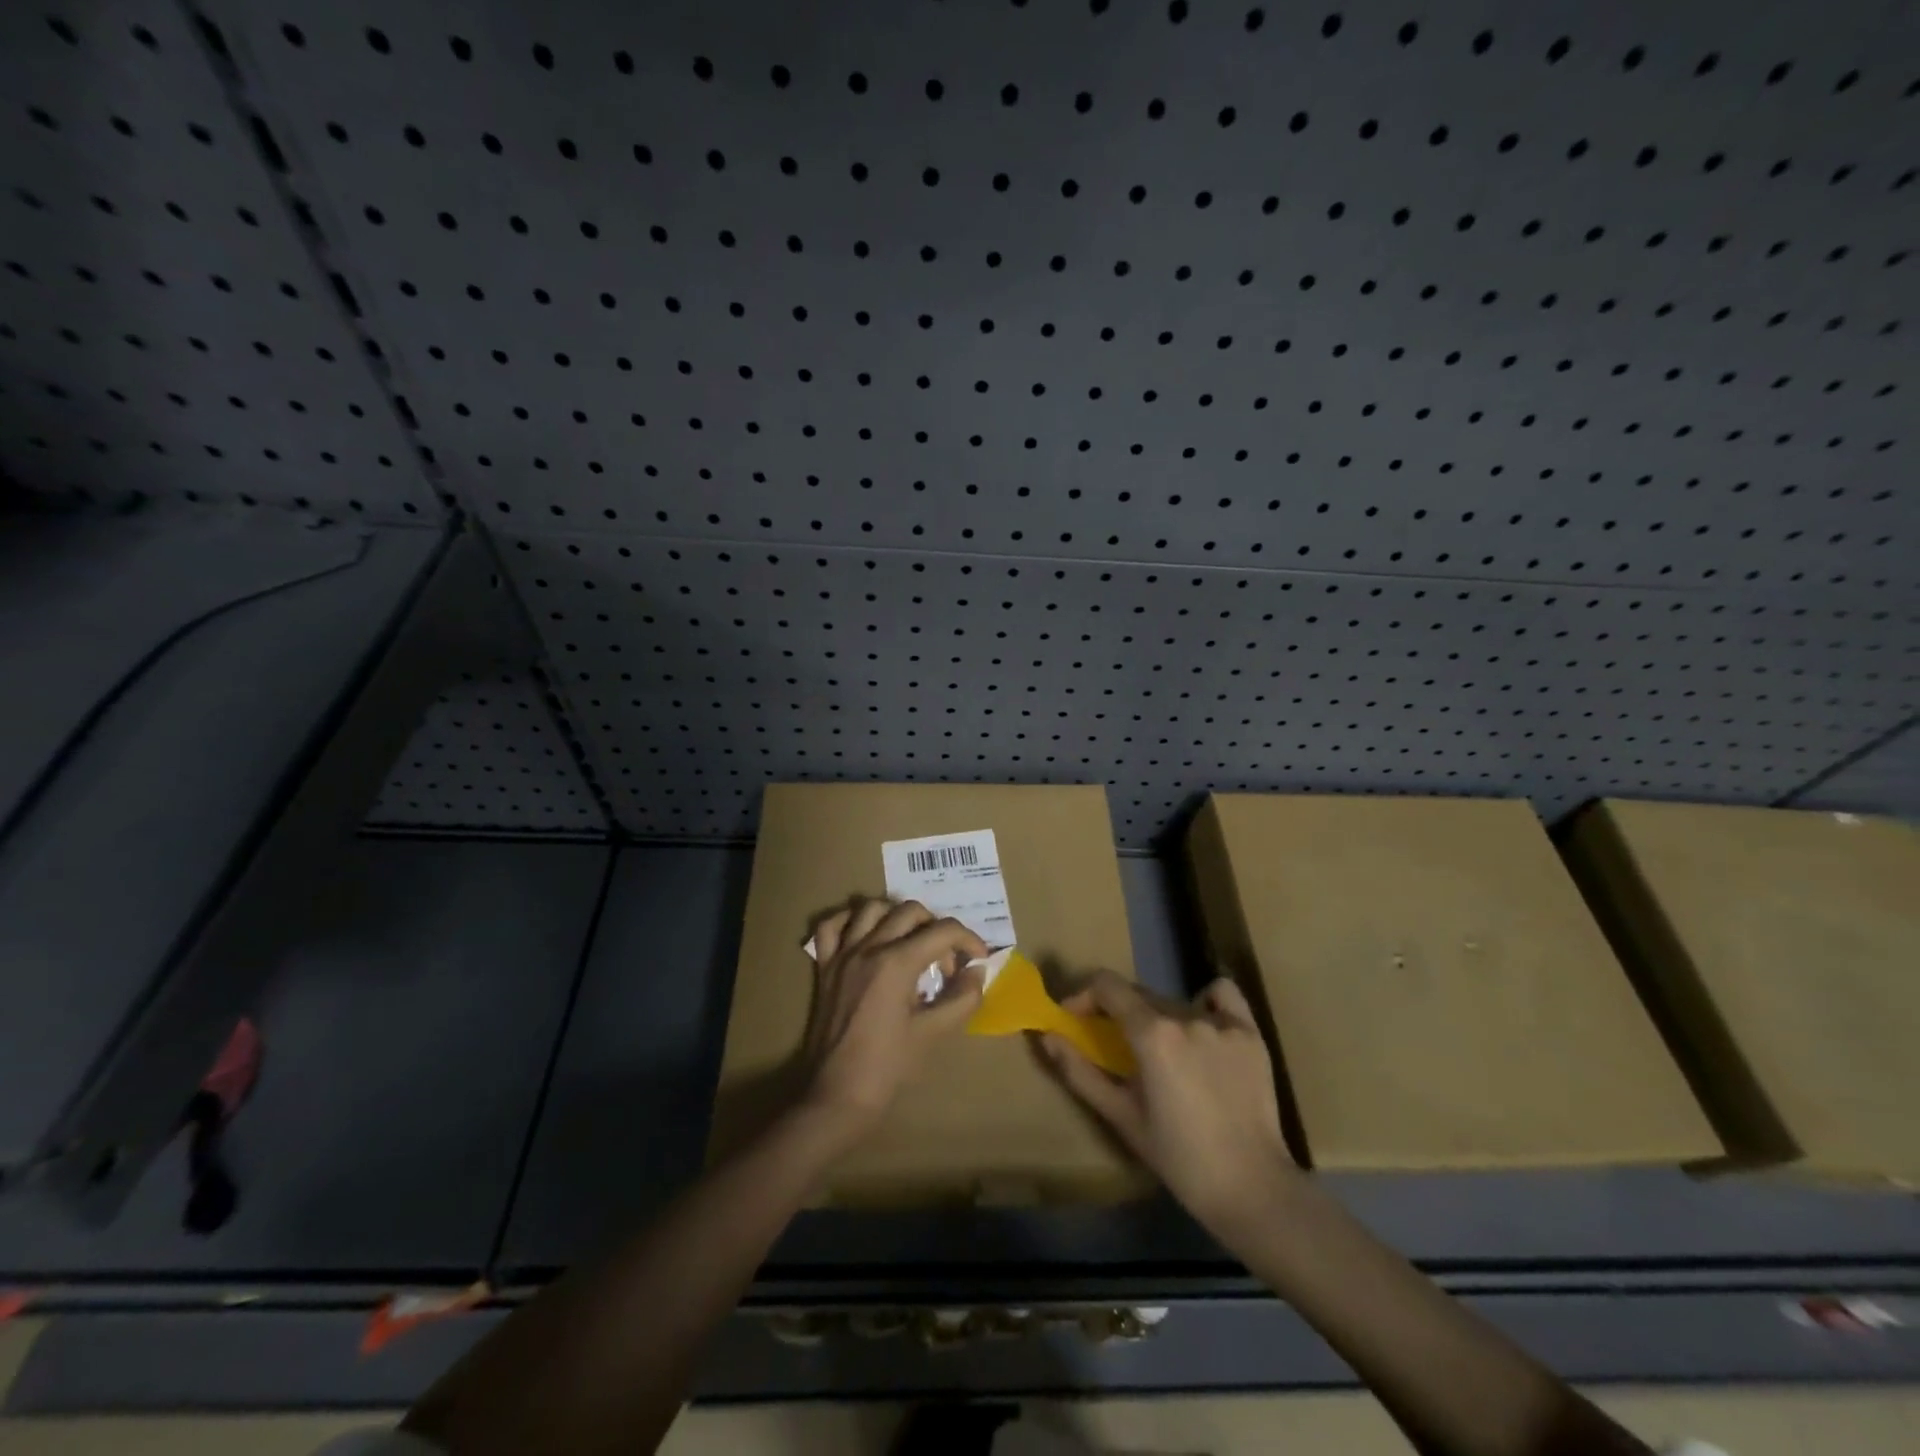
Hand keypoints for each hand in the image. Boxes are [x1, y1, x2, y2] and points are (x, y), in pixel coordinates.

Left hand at [798, 899, 986, 1138]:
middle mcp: (868, 947)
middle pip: (910, 911)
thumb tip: (977, 971)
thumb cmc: (888, 1068)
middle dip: (937, 929)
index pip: (943, 931)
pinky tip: (867, 935)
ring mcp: (842, 954)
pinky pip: (831, 926)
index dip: (969, 939)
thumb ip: (961, 998)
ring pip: (872, 908)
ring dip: (897, 917)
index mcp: (896, 962)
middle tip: (944, 962)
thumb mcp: (933, 1034)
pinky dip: (851, 921)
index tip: (978, 959)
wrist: (837, 1097)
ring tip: (910, 942)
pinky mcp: (824, 967)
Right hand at [1042, 971, 1296, 1239]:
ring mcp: (1222, 1022)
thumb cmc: (1179, 1158)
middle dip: (1118, 1013)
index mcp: (1152, 1033)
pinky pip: (1222, 996)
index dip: (1083, 996)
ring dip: (1158, 1019)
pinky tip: (1203, 1028)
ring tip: (1164, 1056)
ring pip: (1175, 1003)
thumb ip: (1080, 1072)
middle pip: (1140, 995)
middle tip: (1115, 1046)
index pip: (1107, 986)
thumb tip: (1048, 1036)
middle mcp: (1185, 1016)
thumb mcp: (1121, 1117)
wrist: (1252, 1188)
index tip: (1074, 1018)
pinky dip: (1207, 1002)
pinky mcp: (1250, 1033)